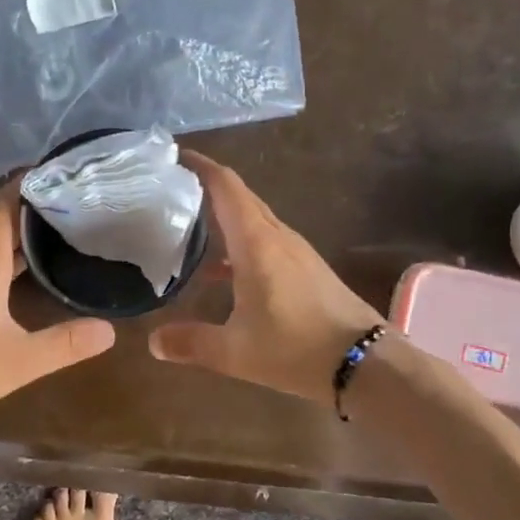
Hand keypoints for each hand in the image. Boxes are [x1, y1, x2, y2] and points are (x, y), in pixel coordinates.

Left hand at [0, 183, 115, 443]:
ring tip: (55, 231)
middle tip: (74, 204)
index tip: (66, 174)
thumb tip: (109, 330)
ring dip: (16, 232)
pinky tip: (20, 271)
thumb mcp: (20, 360)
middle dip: (32, 206)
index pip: (6, 203)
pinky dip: (1, 255)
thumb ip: (65, 343)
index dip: (33, 184)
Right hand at [149, 152, 381, 403]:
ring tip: (190, 224)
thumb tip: (154, 342)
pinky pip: (267, 241)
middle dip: (208, 186)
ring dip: (225, 215)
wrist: (365, 363)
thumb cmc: (296, 349)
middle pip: (241, 198)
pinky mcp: (308, 269)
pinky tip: (223, 271)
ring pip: (255, 220)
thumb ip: (191, 343)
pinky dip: (241, 242)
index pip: (226, 187)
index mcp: (257, 243)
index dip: (201, 166)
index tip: (174, 156)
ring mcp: (297, 252)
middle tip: (171, 188)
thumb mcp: (235, 352)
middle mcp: (278, 237)